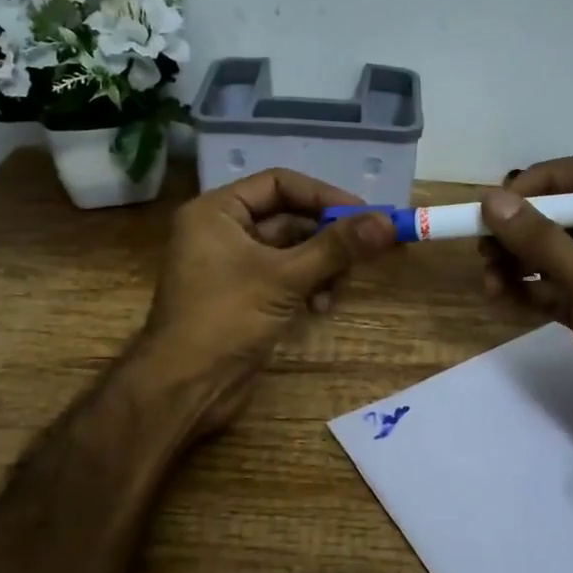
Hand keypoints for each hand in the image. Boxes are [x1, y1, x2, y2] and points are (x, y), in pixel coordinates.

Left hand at [142, 168, 395, 437]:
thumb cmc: (225, 319)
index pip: (279, 183)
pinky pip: (286, 276)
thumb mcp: (284, 278)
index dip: (322, 195)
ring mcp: (234, 266)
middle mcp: (223, 231)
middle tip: (367, 250)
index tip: (364, 213)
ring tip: (338, 286)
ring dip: (322, 265)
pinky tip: (321, 306)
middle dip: (327, 236)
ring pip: (292, 250)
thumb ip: (336, 247)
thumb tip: (388, 222)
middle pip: (289, 217)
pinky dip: (308, 285)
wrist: (184, 389)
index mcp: (217, 212)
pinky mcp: (246, 296)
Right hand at [478, 156, 572, 467]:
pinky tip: (498, 298)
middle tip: (483, 246)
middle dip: (520, 228)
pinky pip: (546, 288)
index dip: (544, 181)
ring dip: (514, 261)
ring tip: (488, 280)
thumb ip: (543, 241)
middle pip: (561, 215)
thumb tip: (491, 200)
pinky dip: (522, 290)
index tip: (503, 201)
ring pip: (549, 253)